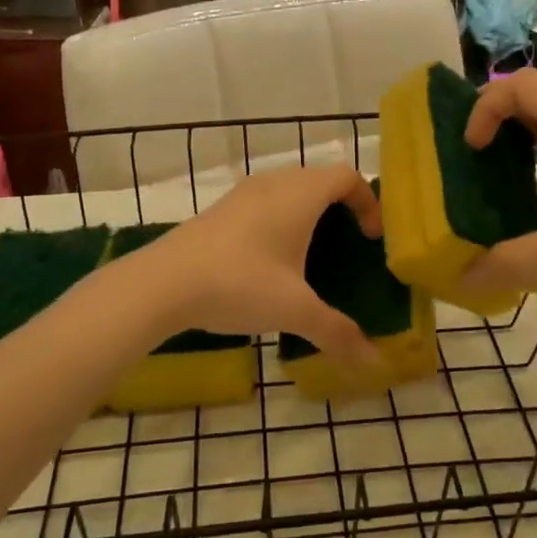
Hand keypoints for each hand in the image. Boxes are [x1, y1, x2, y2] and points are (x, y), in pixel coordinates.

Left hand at [128, 165, 384, 365]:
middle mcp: (274, 183)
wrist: (162, 283)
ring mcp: (242, 194)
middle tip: (348, 246)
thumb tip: (374, 360)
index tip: (372, 238)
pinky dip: (280, 220)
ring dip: (307, 213)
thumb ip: (337, 332)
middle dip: (340, 207)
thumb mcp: (294, 310)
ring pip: (288, 189)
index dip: (368, 202)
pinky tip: (271, 262)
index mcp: (300, 195)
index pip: (347, 176)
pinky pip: (264, 203)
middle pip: (319, 179)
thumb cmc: (239, 284)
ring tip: (312, 254)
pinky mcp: (220, 210)